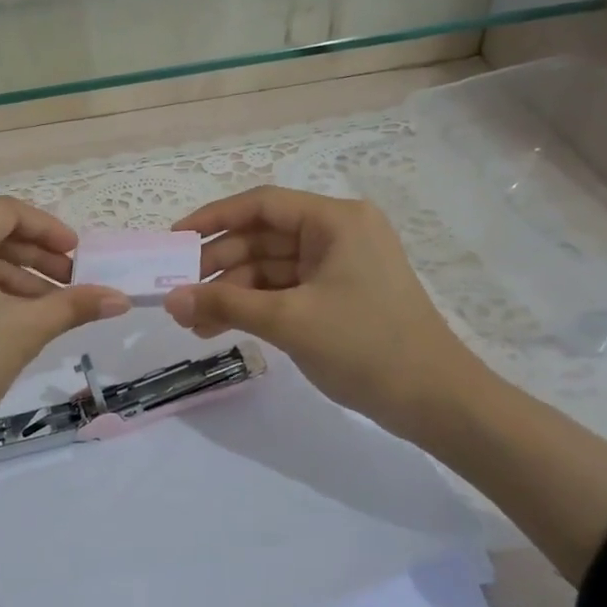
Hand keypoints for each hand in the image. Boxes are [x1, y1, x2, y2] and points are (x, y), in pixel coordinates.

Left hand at [0, 198, 131, 480]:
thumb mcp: (24, 331)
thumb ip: (74, 305)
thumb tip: (121, 298)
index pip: (9, 214)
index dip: (49, 230)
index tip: (78, 256)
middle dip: (36, 258)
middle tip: (73, 284)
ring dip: (15, 278)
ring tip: (52, 309)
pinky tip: (17, 318)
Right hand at [162, 186, 483, 443]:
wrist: (436, 401)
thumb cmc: (365, 346)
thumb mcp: (289, 321)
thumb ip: (225, 304)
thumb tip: (170, 298)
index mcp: (335, 220)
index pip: (262, 204)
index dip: (213, 218)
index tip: (174, 240)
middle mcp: (337, 233)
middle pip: (263, 238)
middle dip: (219, 267)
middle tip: (179, 296)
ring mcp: (340, 266)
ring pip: (270, 268)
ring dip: (232, 292)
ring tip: (193, 323)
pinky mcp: (339, 295)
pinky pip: (286, 290)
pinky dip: (255, 307)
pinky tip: (221, 327)